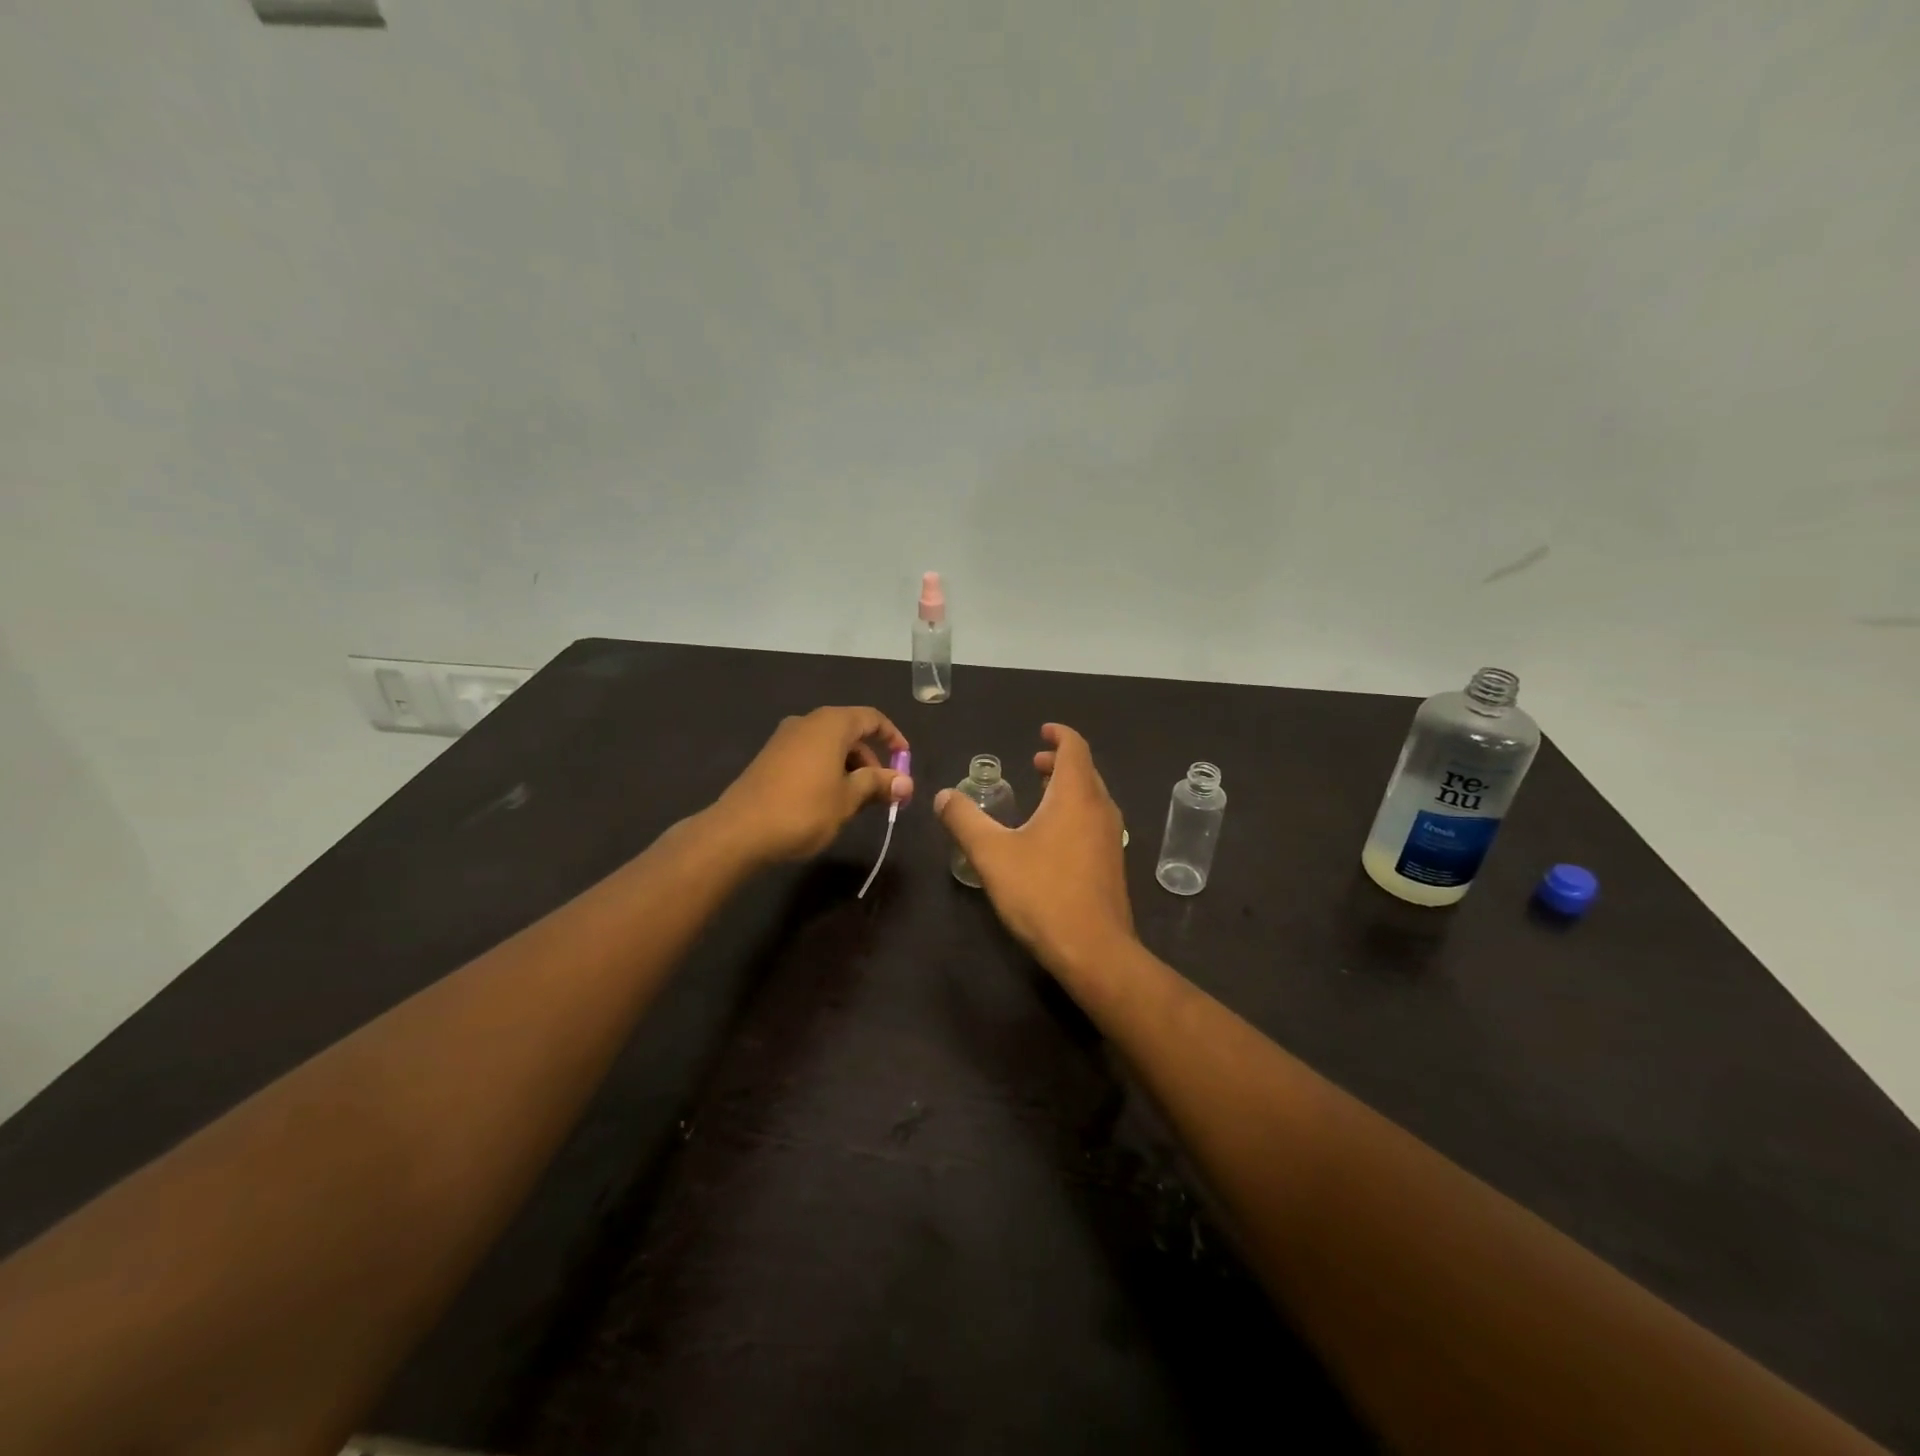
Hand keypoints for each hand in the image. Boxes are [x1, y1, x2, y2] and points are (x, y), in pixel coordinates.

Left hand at [713, 706, 912, 864]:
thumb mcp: (848, 799)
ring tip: (858, 801)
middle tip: (884, 792)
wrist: (739, 831)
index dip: (893, 737)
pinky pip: (810, 755)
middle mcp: (807, 722)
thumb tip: (906, 782)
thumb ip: (878, 784)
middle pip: (850, 732)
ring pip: (829, 746)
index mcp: (831, 724)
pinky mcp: (770, 758)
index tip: (905, 760)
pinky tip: (829, 800)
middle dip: (871, 760)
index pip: (871, 718)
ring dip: (849, 768)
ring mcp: (785, 739)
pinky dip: (827, 770)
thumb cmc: (803, 809)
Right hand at [934, 723, 1135, 977]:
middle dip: (1060, 761)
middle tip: (1034, 763)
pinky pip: (1095, 821)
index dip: (1059, 734)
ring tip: (1041, 794)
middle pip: (1085, 771)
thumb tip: (943, 795)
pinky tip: (1053, 837)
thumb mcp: (992, 854)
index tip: (1042, 731)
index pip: (1075, 747)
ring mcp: (1112, 837)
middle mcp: (1100, 808)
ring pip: (1092, 797)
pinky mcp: (1112, 863)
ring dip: (1069, 787)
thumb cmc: (1042, 893)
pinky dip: (1076, 811)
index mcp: (1076, 795)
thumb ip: (964, 820)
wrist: (1093, 949)